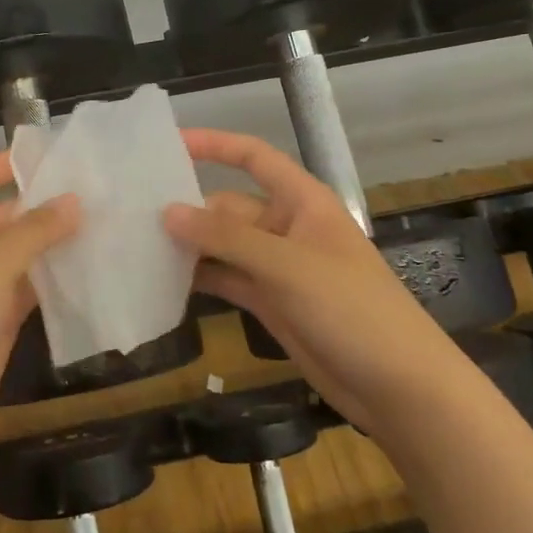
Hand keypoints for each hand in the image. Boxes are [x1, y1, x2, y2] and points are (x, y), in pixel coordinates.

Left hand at [0, 152, 79, 467]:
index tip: (68, 154)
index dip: (18, 162)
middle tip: (106, 192)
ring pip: (25, 253)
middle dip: (50, 204)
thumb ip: (34, 231)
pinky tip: (96, 268)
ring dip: (59, 243)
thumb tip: (74, 200)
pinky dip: (58, 279)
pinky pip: (31, 289)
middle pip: (9, 213)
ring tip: (112, 223)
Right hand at [163, 128, 444, 423]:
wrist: (400, 388)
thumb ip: (225, 238)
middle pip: (228, 206)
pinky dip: (200, 279)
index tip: (168, 144)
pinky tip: (163, 281)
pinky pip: (227, 279)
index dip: (214, 145)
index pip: (253, 157)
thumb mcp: (287, 266)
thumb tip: (167, 211)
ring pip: (223, 246)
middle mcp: (286, 227)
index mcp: (302, 201)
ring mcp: (278, 268)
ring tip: (137, 245)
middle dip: (188, 209)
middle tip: (132, 214)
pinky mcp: (270, 303)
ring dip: (189, 246)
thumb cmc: (352, 310)